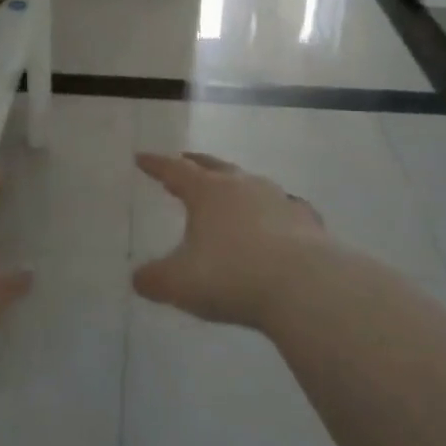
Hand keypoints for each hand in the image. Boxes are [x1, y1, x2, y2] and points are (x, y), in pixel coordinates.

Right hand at [133, 152, 326, 329]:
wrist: (306, 287)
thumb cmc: (233, 276)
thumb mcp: (180, 284)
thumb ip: (154, 280)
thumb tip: (139, 279)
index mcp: (206, 192)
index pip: (174, 170)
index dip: (155, 165)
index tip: (141, 158)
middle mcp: (241, 186)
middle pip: (213, 166)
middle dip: (194, 163)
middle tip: (183, 161)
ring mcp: (278, 200)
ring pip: (250, 182)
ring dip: (235, 184)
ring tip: (228, 191)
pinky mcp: (306, 221)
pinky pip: (285, 208)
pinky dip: (273, 211)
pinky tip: (277, 220)